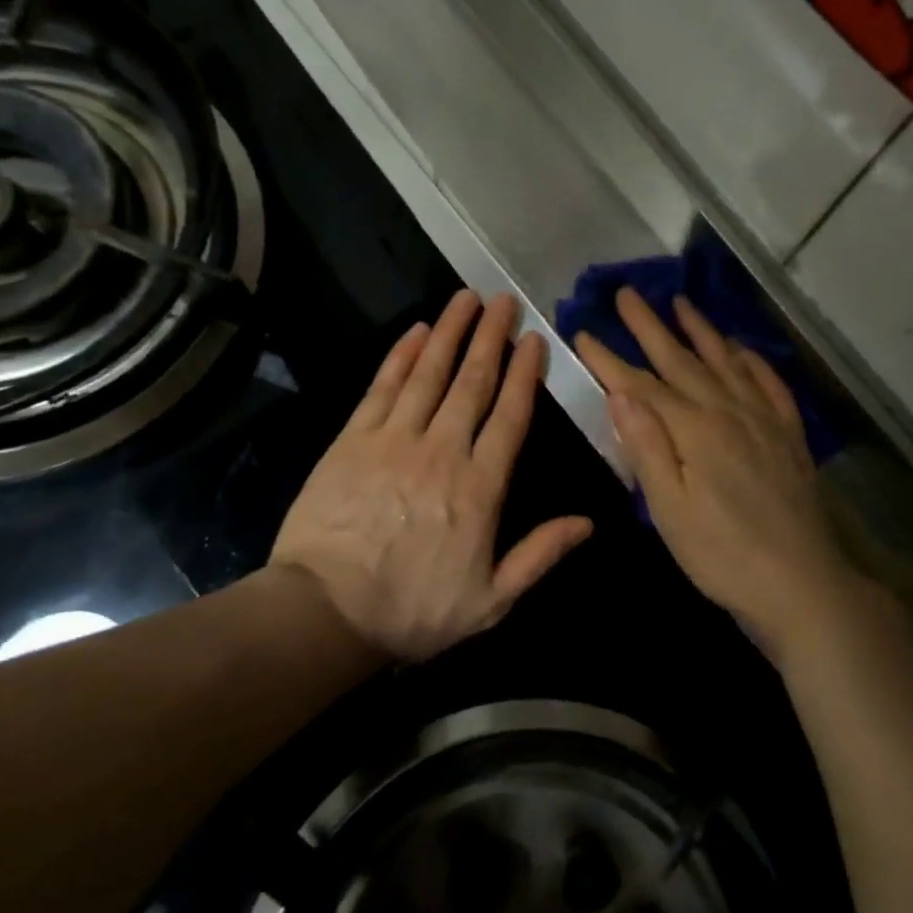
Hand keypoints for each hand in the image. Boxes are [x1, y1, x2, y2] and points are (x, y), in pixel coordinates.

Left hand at [270, 291, 592, 662]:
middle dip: (491, 338)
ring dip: (449, 332)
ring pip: (429, 375)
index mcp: (480, 487)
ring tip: (465, 299)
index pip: (510, 417)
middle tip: (504, 301)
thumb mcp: (491, 600)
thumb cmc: (413, 611)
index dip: (524, 375)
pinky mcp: (352, 440)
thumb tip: (588, 523)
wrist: (324, 613)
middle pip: (472, 383)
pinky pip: (382, 388)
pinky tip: (415, 332)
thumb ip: (540, 556)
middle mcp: (441, 451)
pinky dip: (400, 357)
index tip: (533, 340)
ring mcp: (393, 440)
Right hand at [574, 291, 865, 662]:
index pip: (642, 385)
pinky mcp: (788, 437)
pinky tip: (742, 350)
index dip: (610, 359)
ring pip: (727, 363)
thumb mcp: (670, 510)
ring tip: (682, 303)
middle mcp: (729, 412)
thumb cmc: (722, 554)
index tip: (583, 331)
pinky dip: (753, 362)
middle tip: (627, 294)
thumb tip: (620, 393)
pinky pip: (769, 386)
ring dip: (702, 332)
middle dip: (650, 327)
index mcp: (694, 430)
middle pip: (683, 361)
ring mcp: (764, 421)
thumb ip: (647, 448)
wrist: (800, 582)